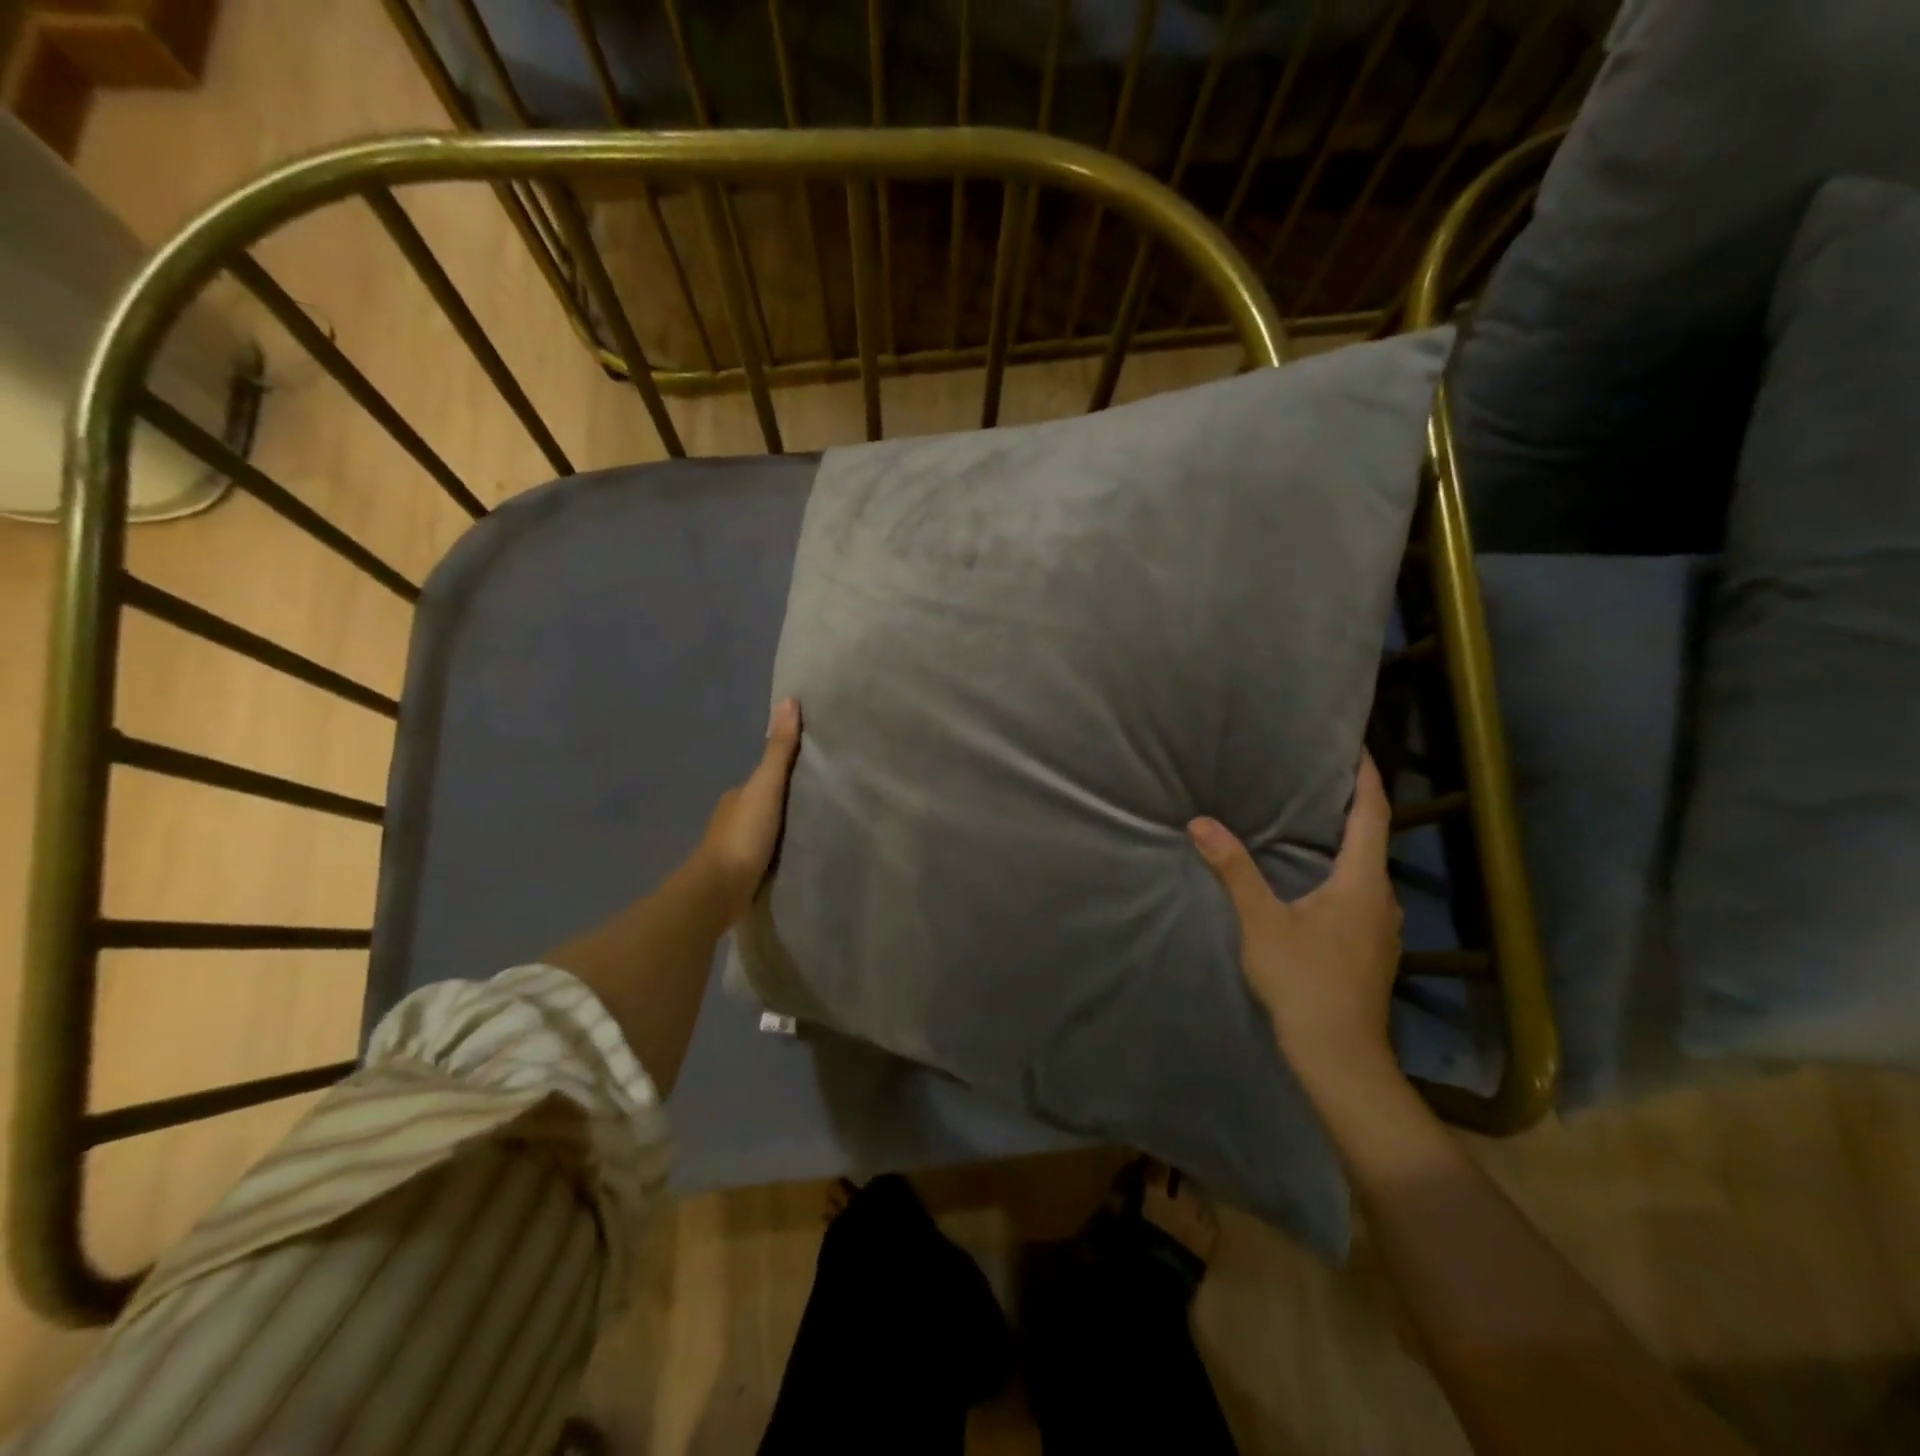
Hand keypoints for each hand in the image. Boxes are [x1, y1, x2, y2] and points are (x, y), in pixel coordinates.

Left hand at [694, 697, 802, 919]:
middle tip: (821, 800)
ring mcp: (734, 847)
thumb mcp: (767, 786)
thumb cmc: (744, 834)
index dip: (785, 771)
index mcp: (737, 795)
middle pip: (764, 802)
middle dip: (785, 801)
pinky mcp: (740, 872)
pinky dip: (776, 849)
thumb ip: (779, 749)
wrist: (719, 890)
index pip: (765, 776)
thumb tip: (788, 701)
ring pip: (763, 828)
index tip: (814, 770)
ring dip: (781, 827)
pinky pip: (764, 852)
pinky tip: (794, 854)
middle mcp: (732, 817)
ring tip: (813, 828)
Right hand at [1188, 753, 1402, 1087]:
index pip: (1373, 814)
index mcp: (1363, 882)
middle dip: (1351, 807)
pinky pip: (1361, 894)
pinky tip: (1314, 879)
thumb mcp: (1262, 921)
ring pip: (1367, 870)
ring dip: (1346, 843)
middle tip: (1318, 779)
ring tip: (1311, 822)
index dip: (1366, 778)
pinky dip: (1343, 872)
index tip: (1355, 747)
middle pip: (1373, 839)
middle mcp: (1383, 899)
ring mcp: (1383, 928)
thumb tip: (1201, 823)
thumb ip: (1234, 870)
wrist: (1339, 1053)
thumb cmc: (1304, 980)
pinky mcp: (1373, 949)